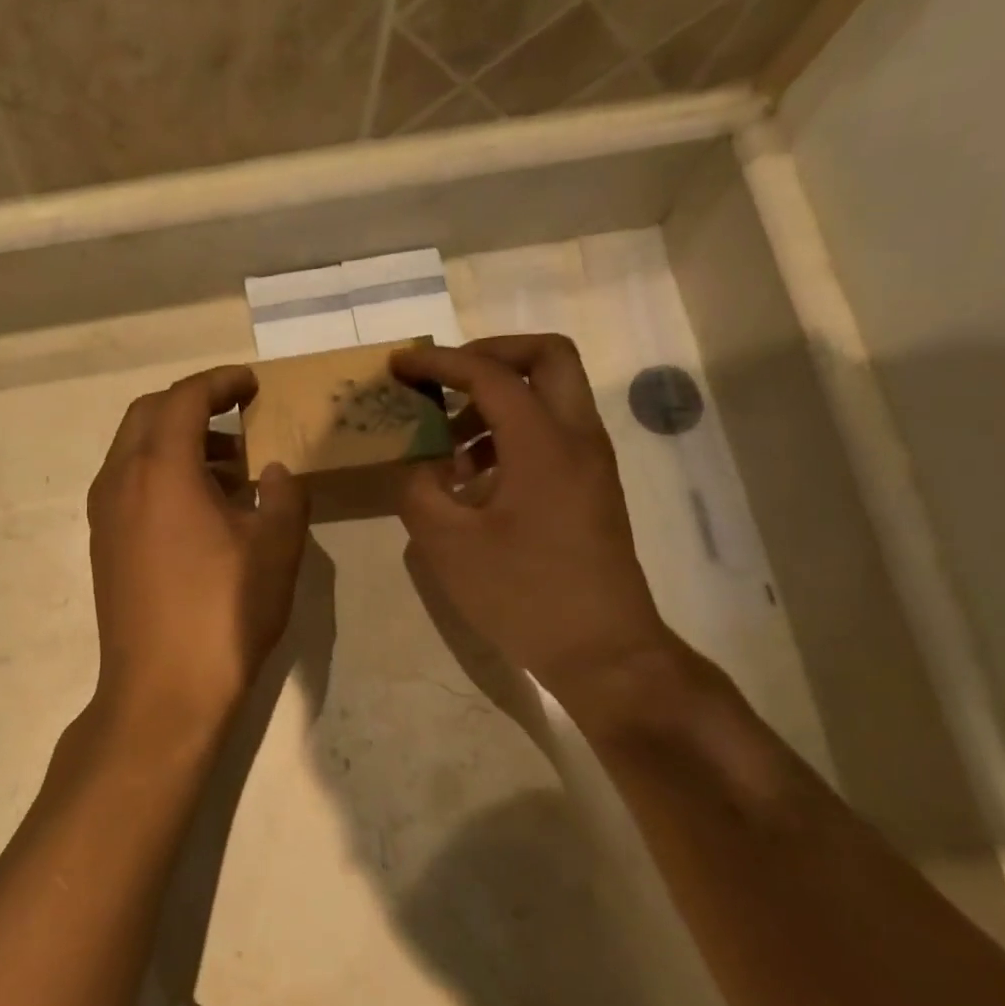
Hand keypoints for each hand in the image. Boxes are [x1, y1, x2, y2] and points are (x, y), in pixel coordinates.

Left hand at [86, 367, 309, 743]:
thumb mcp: (276, 549)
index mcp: (161, 470)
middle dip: (193, 404)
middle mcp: (121, 481)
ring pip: (134, 451)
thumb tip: (273, 471)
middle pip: (149, 415)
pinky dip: (162, 474)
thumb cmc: (224, 614)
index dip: (220, 382)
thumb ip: (282, 494)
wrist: (162, 692)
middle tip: (238, 415)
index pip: (185, 398)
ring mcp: (105, 515)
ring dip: (178, 442)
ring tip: (230, 467)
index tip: (252, 384)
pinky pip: (129, 485)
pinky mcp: (104, 546)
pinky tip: (201, 508)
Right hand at [392, 336, 680, 709]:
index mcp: (544, 444)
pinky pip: (554, 432)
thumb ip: (420, 492)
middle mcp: (578, 438)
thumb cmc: (523, 596)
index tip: (400, 364)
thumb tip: (419, 467)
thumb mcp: (448, 546)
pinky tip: (474, 479)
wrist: (603, 651)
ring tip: (449, 444)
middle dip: (491, 354)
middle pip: (547, 356)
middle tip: (446, 380)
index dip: (441, 361)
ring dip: (499, 399)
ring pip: (552, 395)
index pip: (491, 374)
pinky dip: (513, 432)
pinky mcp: (592, 488)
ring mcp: (592, 462)